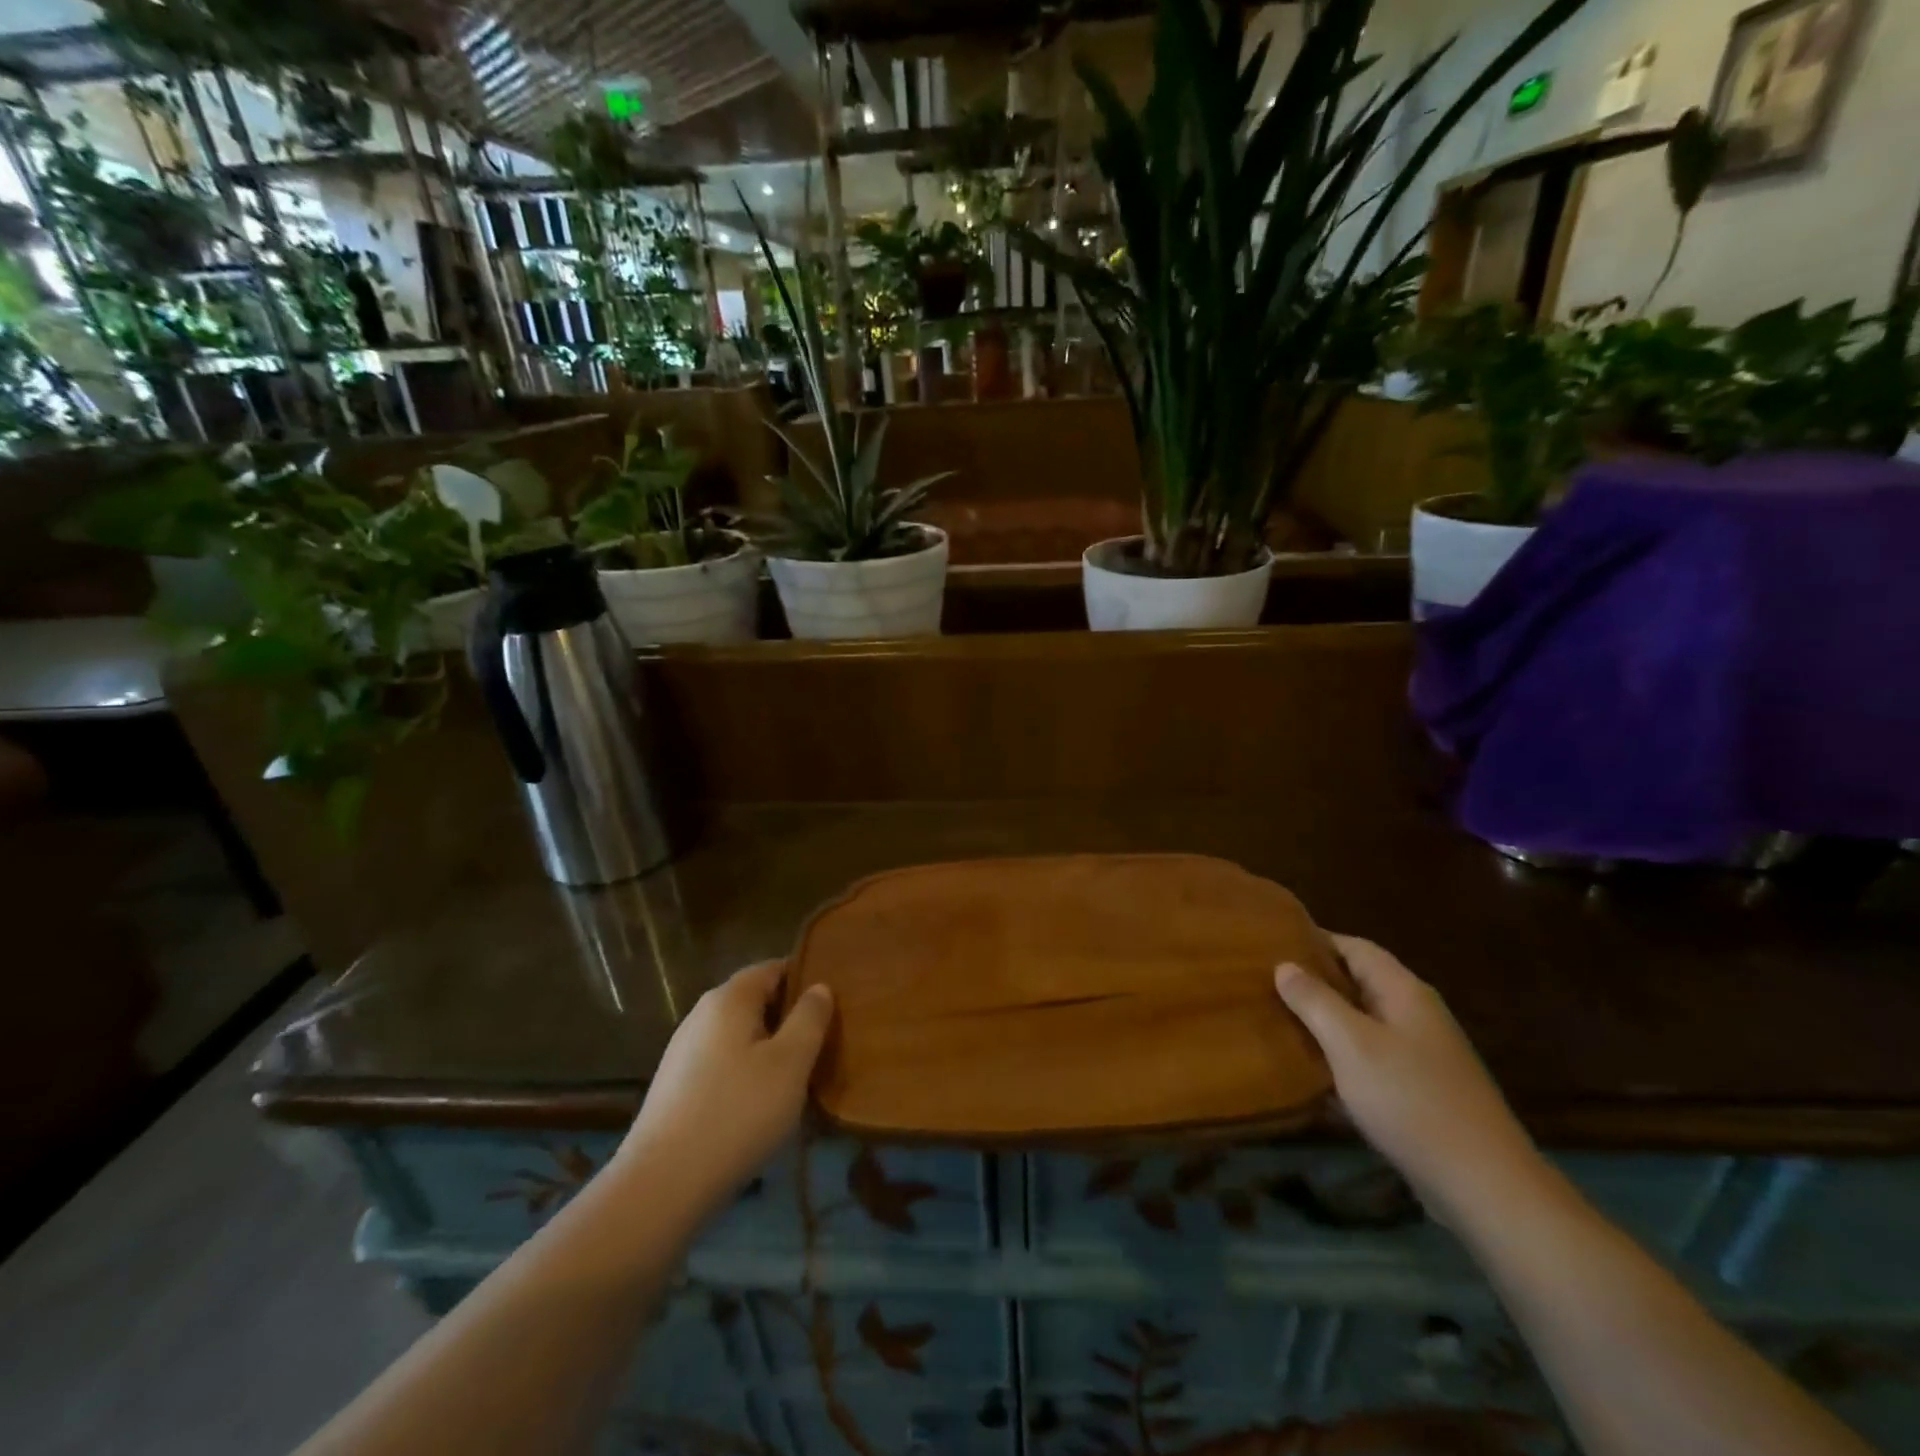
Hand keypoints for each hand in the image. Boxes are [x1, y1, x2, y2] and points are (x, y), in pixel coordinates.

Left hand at [617, 962, 833, 1218]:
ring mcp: (684, 1051)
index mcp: (729, 998)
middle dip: (789, 1014)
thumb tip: (819, 987)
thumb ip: (810, 1019)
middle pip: (755, 999)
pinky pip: (723, 1062)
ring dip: (769, 1046)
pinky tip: (761, 1103)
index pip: (773, 967)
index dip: (805, 976)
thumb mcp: (791, 1063)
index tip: (834, 999)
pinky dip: (747, 1071)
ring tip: (799, 1074)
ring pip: (739, 1034)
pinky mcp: (676, 1086)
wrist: (662, 1184)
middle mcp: (702, 1014)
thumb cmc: (738, 1112)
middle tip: (824, 1039)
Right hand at [1275, 936, 1542, 1229]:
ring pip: (1361, 1024)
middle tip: (1264, 983)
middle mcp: (1416, 1015)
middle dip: (1314, 982)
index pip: (1355, 947)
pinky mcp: (1420, 1091)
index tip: (1272, 943)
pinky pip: (1370, 1060)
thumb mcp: (1351, 1043)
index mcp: (1404, 992)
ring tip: (1277, 1023)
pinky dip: (1340, 1059)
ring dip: (1324, 1023)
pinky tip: (1310, 1074)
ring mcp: (1422, 1055)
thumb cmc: (1411, 1099)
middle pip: (1358, 984)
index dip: (1315, 940)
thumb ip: (1315, 1000)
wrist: (1484, 1185)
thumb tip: (1284, 965)